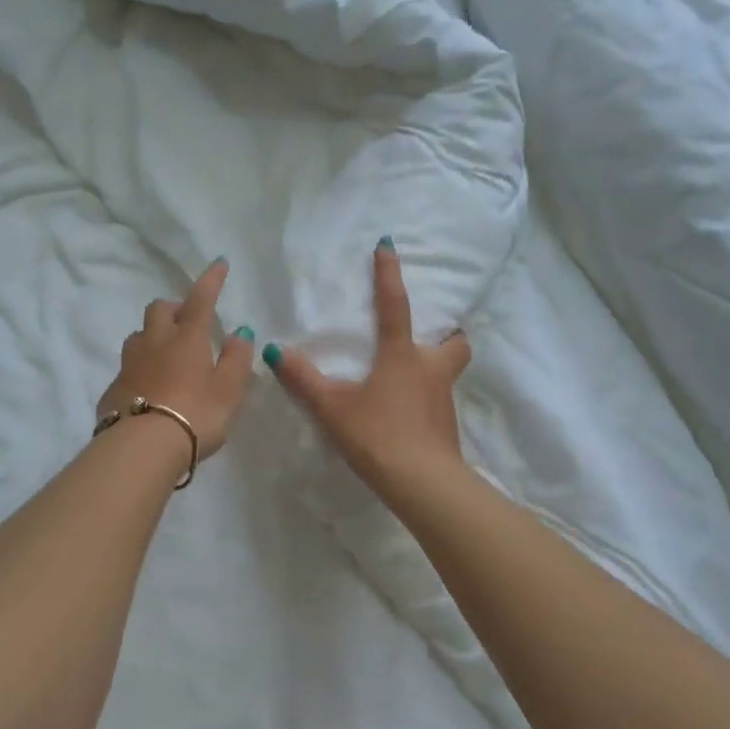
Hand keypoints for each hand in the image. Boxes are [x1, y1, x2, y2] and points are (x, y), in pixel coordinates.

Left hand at [97, 258, 257, 460]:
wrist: (142, 448)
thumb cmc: (195, 415)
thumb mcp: (229, 390)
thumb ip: (237, 359)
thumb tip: (239, 332)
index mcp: (187, 338)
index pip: (201, 299)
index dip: (211, 280)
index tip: (219, 263)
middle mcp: (155, 342)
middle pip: (158, 309)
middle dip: (173, 308)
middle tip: (188, 323)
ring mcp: (129, 364)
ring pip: (138, 335)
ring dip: (153, 336)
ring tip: (167, 355)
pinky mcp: (113, 388)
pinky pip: (128, 368)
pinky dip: (141, 369)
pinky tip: (150, 389)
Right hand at [265, 240, 471, 490]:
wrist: (422, 483)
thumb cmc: (378, 434)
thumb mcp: (332, 407)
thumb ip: (303, 379)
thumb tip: (274, 351)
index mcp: (403, 356)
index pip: (396, 305)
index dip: (389, 274)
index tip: (388, 245)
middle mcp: (431, 370)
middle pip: (455, 341)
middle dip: (447, 332)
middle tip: (428, 335)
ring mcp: (444, 399)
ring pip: (449, 370)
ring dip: (437, 364)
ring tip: (411, 373)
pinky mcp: (447, 426)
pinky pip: (440, 399)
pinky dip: (427, 396)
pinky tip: (408, 410)